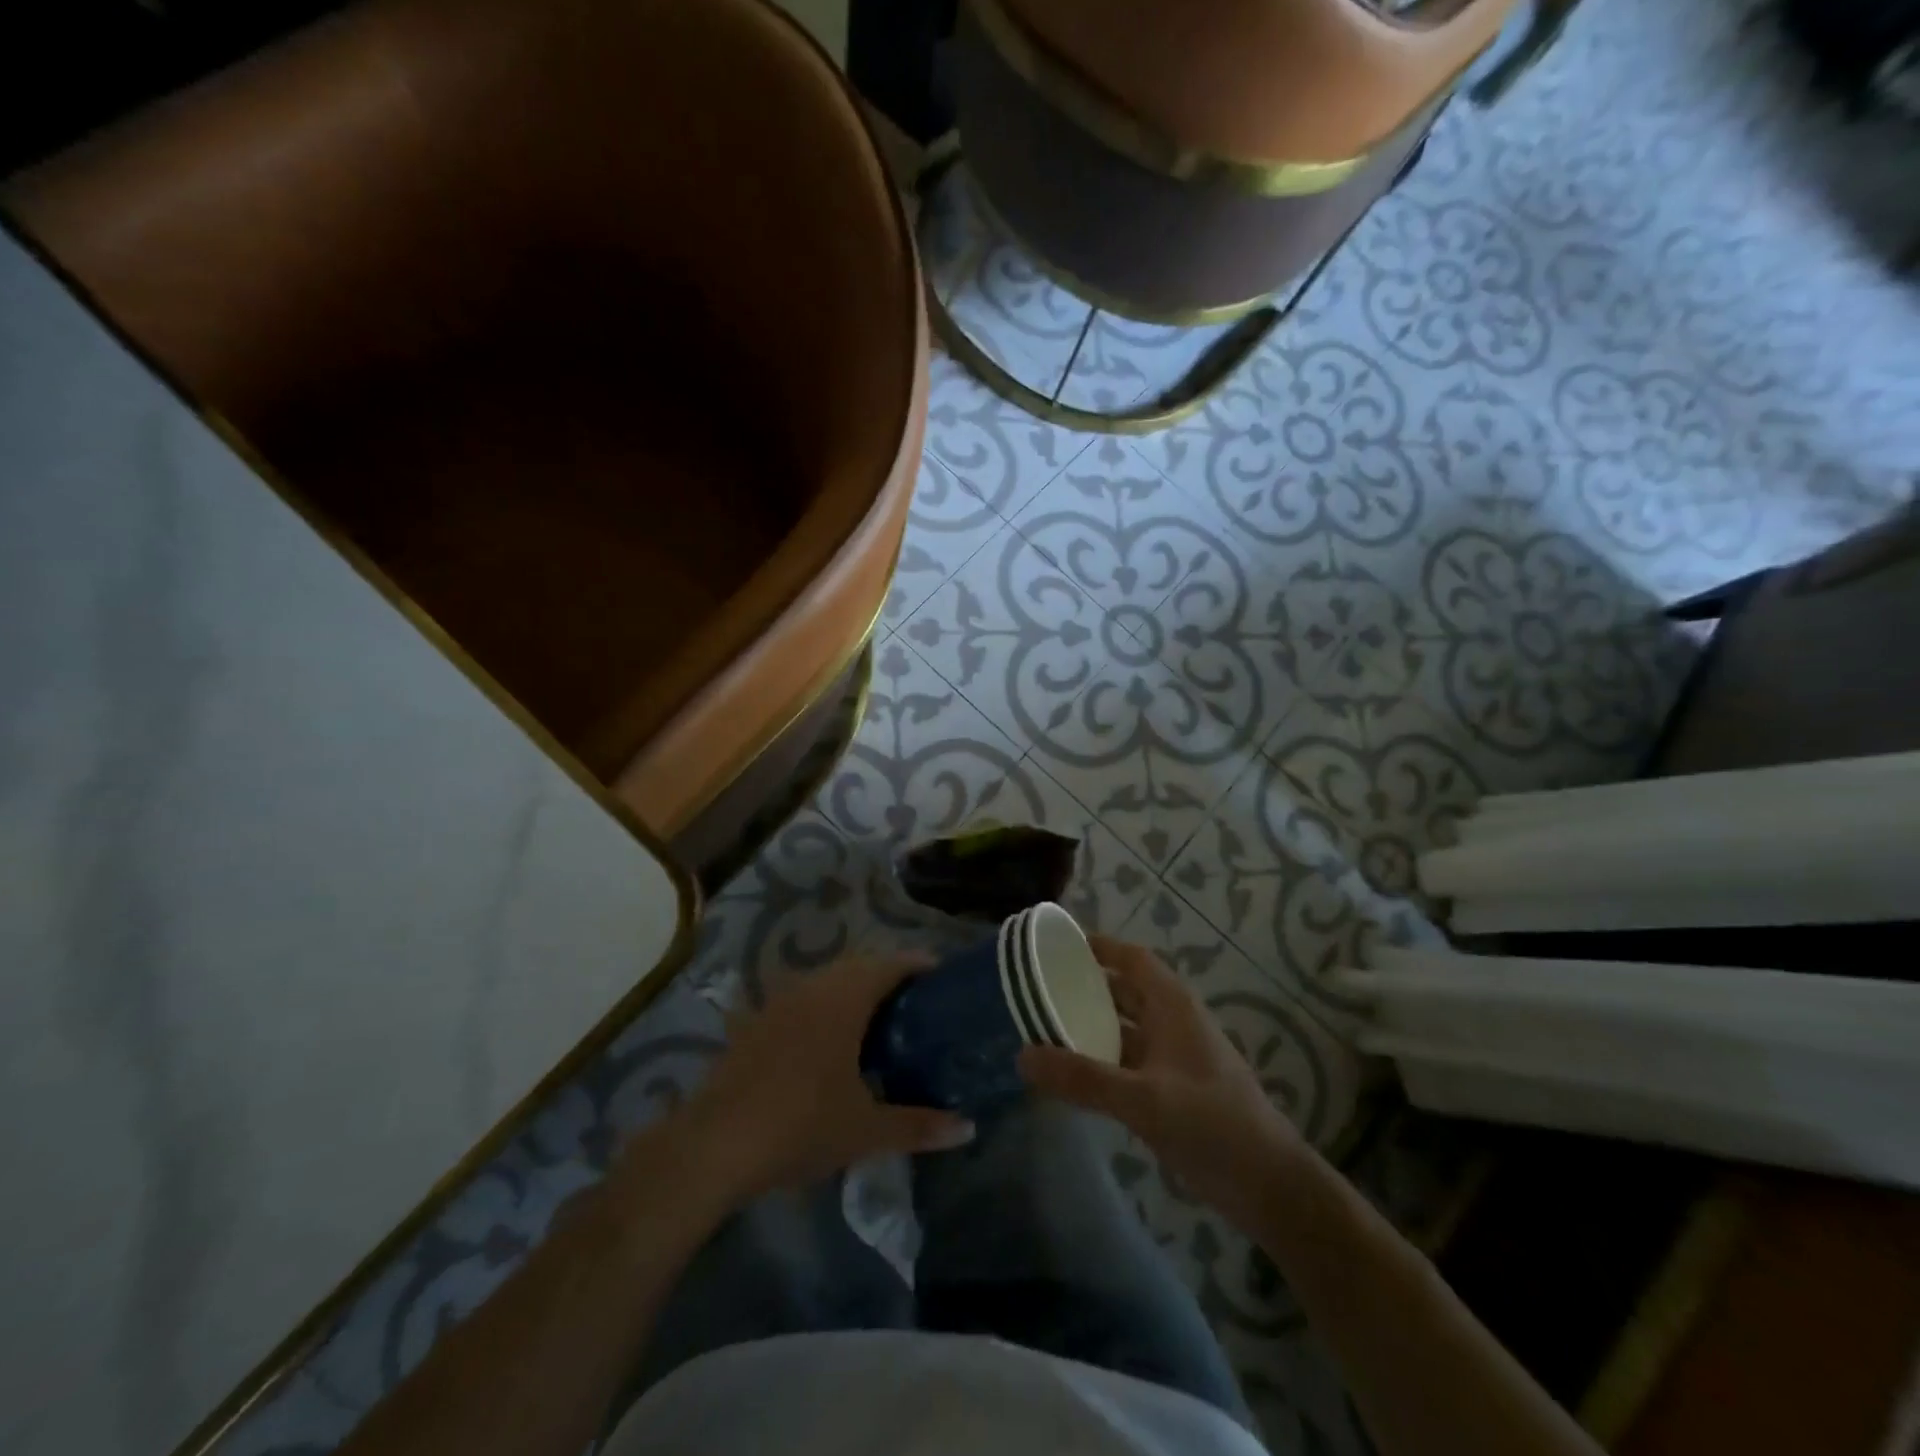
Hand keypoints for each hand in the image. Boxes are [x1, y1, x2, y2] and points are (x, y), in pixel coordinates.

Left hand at [685, 954, 975, 1199]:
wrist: (715, 1144)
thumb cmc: (801, 1125)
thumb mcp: (866, 1130)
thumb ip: (919, 1125)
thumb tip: (968, 1128)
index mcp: (844, 999)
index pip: (890, 964)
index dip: (918, 965)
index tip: (941, 977)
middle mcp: (813, 987)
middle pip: (859, 966)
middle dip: (888, 977)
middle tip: (915, 1004)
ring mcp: (779, 1001)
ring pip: (827, 980)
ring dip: (853, 990)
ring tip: (877, 1021)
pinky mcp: (756, 1021)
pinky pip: (802, 999)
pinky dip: (824, 1007)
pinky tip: (828, 1041)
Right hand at [1019, 936, 1303, 1233]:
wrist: (1270, 1187)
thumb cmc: (1212, 1125)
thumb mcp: (1143, 1100)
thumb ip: (1083, 1079)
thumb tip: (1022, 1057)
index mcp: (1173, 1006)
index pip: (1132, 958)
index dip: (1099, 946)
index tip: (1057, 945)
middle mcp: (1173, 1023)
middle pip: (1125, 990)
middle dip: (1086, 987)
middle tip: (1039, 988)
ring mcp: (1174, 1057)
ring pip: (1125, 1027)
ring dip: (1091, 1025)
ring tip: (1045, 1027)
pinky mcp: (1173, 1089)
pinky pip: (1129, 1061)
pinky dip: (1101, 1059)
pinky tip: (1074, 1074)